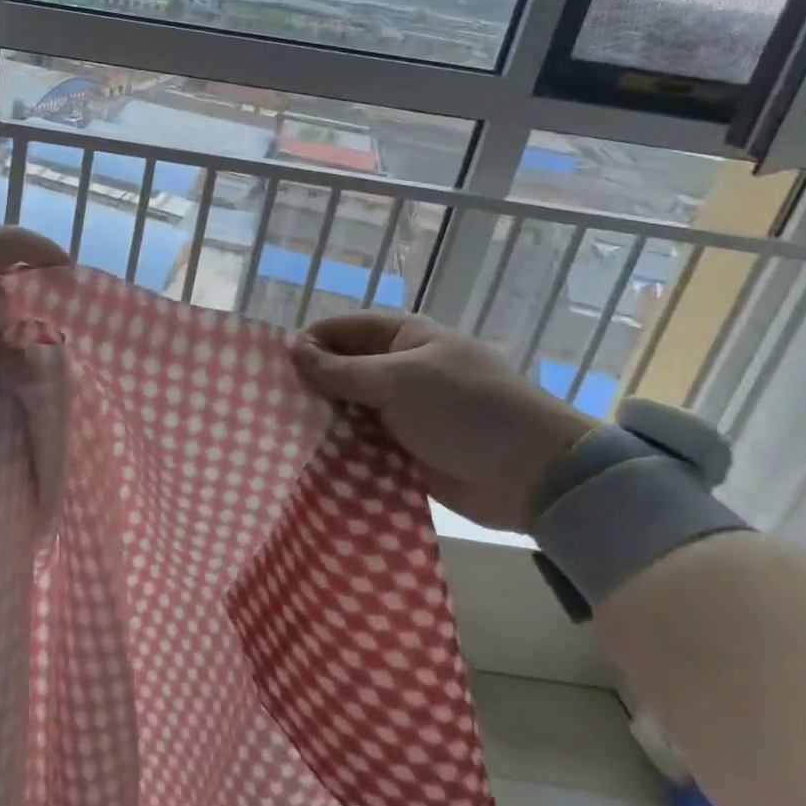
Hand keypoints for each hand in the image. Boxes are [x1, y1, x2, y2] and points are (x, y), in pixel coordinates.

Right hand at [289, 311, 591, 531]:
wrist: (535, 475)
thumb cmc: (467, 410)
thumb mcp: (400, 380)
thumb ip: (343, 370)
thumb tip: (292, 350)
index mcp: (402, 337)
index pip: (339, 331)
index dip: (307, 345)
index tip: (274, 371)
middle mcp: (397, 369)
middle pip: (339, 371)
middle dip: (309, 386)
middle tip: (271, 407)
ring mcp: (401, 411)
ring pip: (346, 410)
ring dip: (321, 421)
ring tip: (282, 435)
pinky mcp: (404, 450)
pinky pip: (361, 443)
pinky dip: (339, 449)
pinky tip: (309, 459)